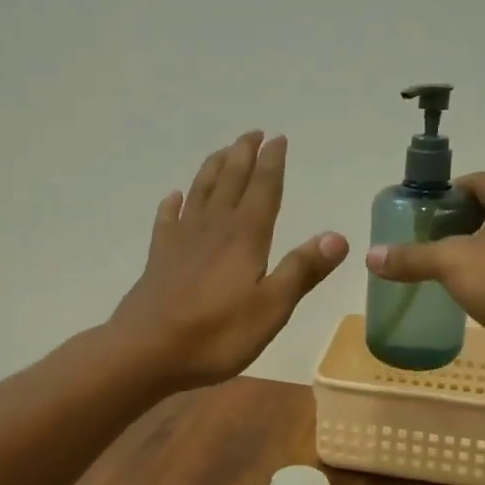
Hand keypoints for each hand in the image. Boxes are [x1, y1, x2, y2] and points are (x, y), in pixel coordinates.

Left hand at [109, 132, 347, 390]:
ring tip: (222, 152)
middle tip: (252, 133)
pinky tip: (174, 196)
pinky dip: (173, 204)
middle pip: (230, 181)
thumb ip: (302, 270)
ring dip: (213, 169)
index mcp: (245, 237)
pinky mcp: (159, 258)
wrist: (146, 351)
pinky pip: (167, 220)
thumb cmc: (216, 334)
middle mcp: (213, 228)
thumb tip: (339, 236)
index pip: (263, 190)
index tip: (278, 138)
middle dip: (243, 155)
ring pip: (200, 193)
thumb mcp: (271, 307)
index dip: (272, 163)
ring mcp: (182, 241)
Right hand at [364, 172, 484, 385]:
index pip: (477, 182)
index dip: (446, 195)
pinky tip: (467, 295)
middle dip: (456, 226)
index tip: (419, 216)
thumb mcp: (451, 263)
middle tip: (423, 243)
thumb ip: (411, 257)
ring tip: (439, 270)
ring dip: (473, 254)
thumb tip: (370, 255)